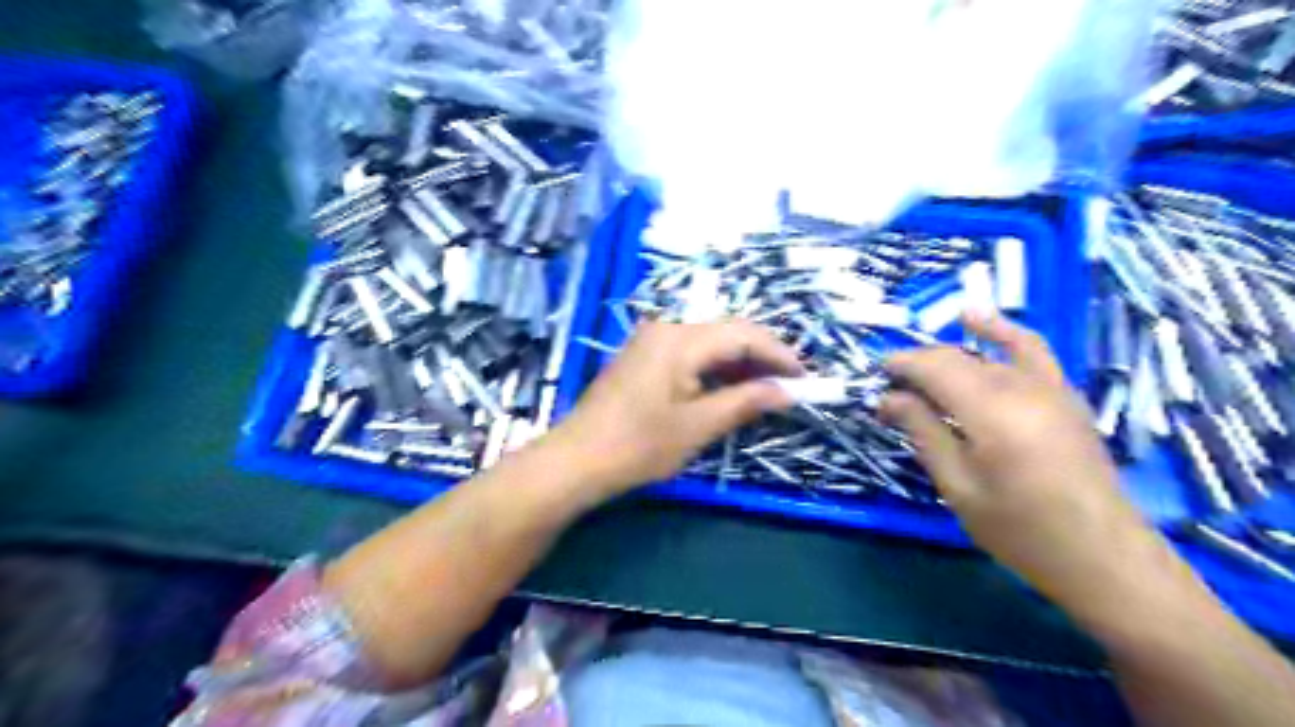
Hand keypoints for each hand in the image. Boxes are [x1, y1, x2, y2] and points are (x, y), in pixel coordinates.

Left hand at [552, 321, 807, 495]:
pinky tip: (730, 389)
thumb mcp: (698, 426)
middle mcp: (666, 328)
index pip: (744, 334)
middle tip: (790, 386)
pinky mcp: (643, 357)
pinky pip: (690, 354)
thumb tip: (787, 391)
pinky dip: (715, 369)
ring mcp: (651, 341)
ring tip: (767, 390)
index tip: (806, 379)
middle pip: (727, 332)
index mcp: (680, 338)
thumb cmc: (638, 445)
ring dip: (739, 364)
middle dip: (762, 357)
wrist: (577, 459)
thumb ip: (746, 401)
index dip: (779, 354)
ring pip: (709, 343)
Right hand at [881, 313, 1164, 618]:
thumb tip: (888, 398)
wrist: (1102, 555)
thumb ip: (923, 433)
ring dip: (947, 355)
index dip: (901, 365)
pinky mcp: (1063, 394)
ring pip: (985, 354)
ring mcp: (1048, 386)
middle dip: (918, 365)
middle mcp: (1021, 387)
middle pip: (956, 358)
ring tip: (919, 368)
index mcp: (991, 412)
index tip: (875, 376)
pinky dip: (999, 332)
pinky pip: (1028, 349)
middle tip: (890, 388)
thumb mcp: (958, 487)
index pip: (934, 368)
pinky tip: (975, 320)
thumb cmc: (1020, 529)